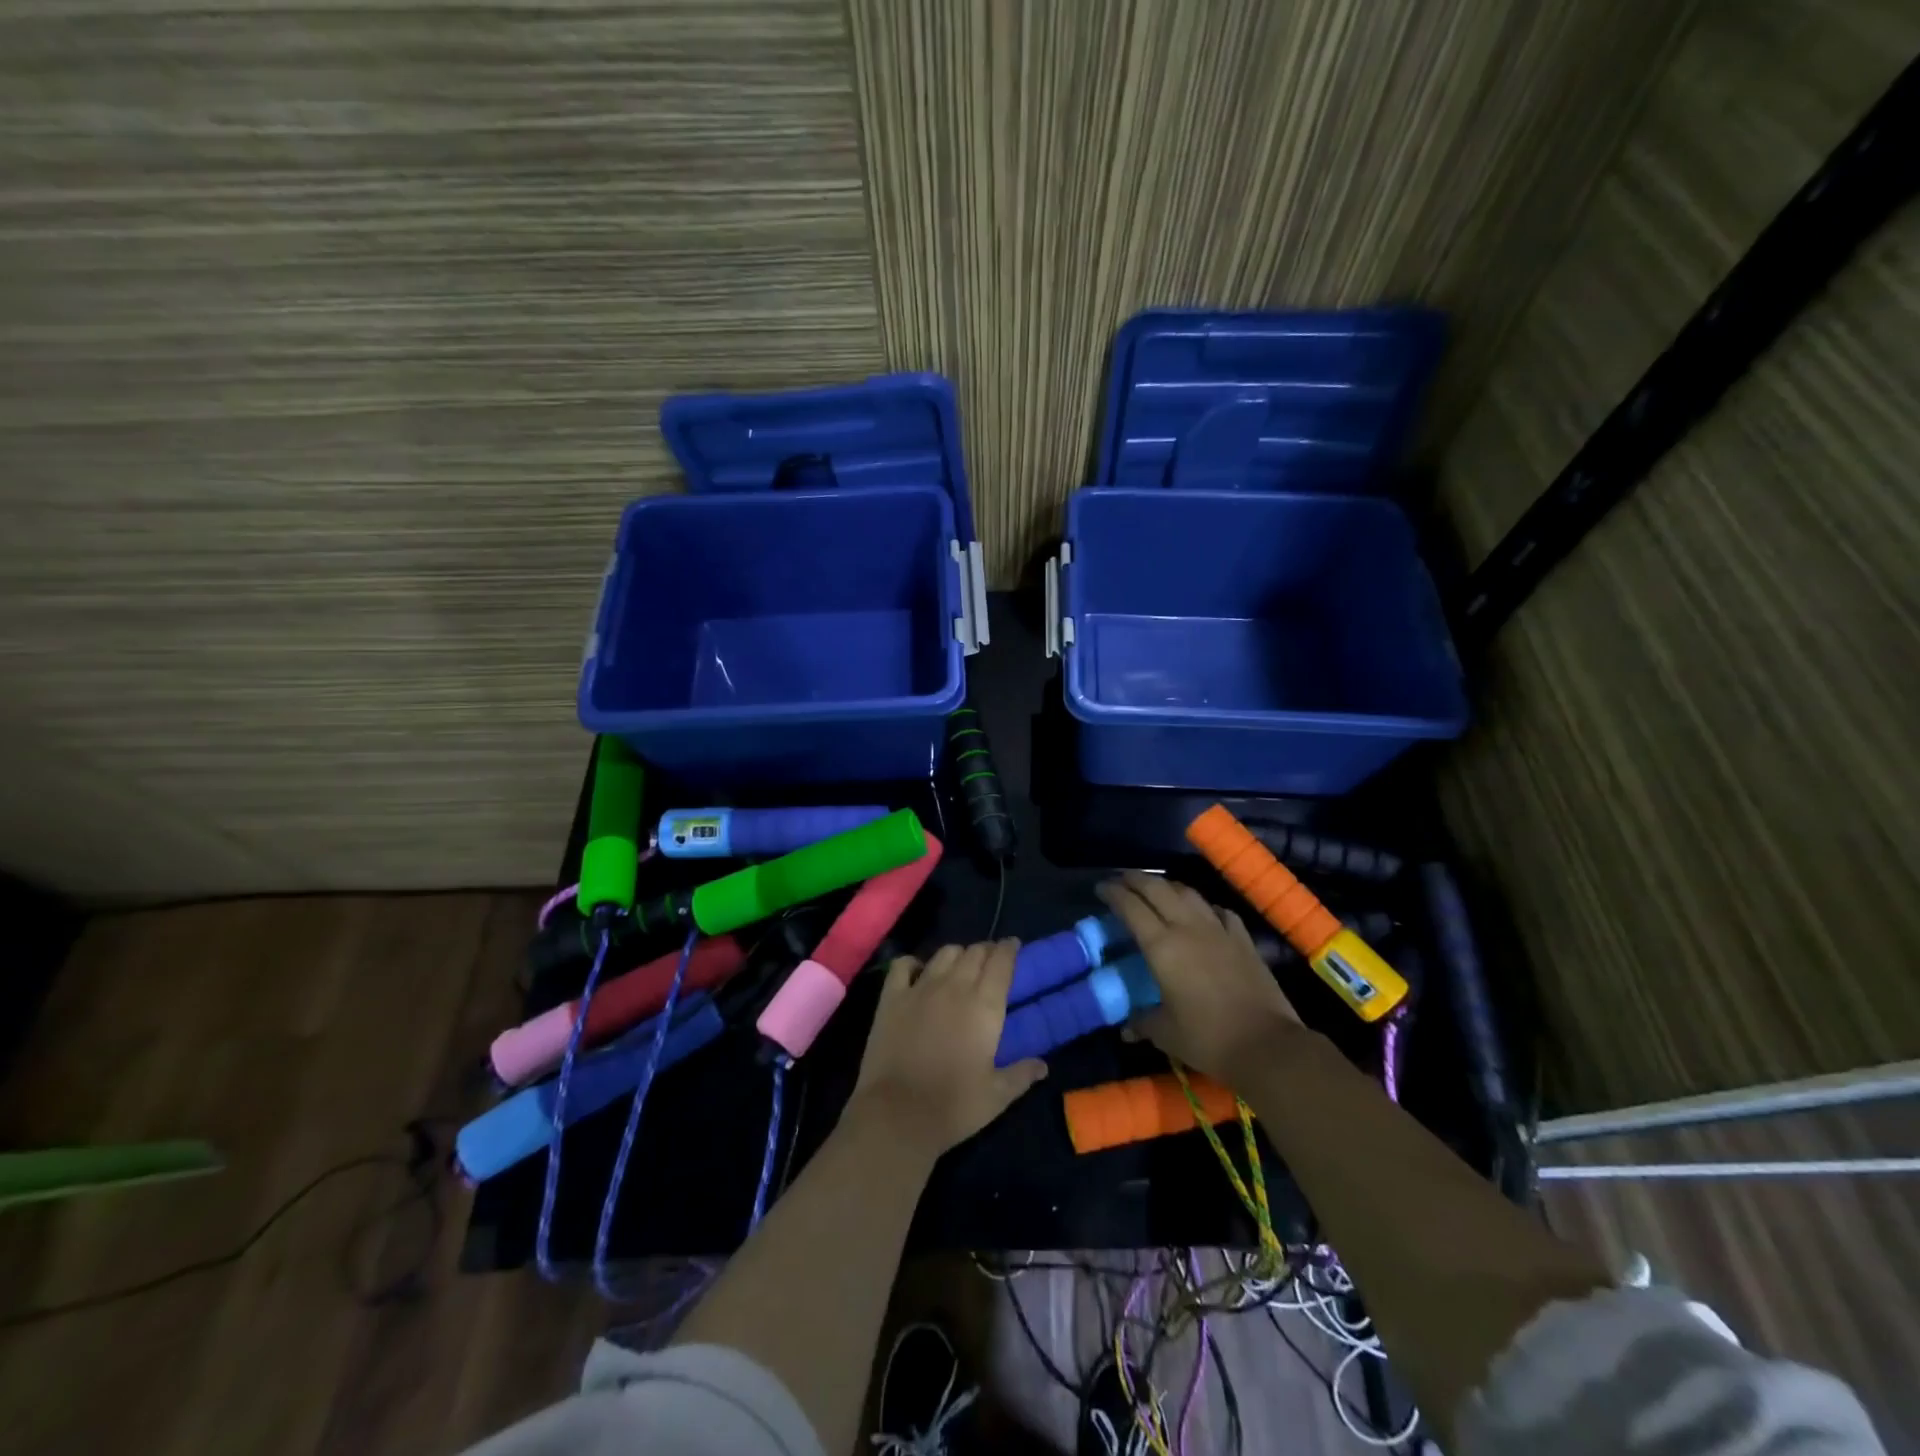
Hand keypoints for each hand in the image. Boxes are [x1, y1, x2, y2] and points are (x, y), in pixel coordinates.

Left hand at [850, 939, 1047, 1155]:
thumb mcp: (997, 1096)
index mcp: (984, 1005)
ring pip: (944, 953)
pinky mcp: (891, 997)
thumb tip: (1043, 1065)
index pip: (1001, 962)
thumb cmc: (954, 1106)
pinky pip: (903, 965)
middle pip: (974, 952)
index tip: (1014, 946)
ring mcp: (920, 988)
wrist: (897, 1114)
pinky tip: (918, 972)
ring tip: (960, 966)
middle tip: (990, 961)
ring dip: (957, 955)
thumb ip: (1022, 1074)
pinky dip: (913, 963)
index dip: (1009, 949)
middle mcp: (954, 986)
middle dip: (986, 951)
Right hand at [1097, 870, 1303, 1082]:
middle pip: (1157, 889)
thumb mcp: (1166, 1034)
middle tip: (1121, 880)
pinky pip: (1218, 911)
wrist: (1268, 1045)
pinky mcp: (1243, 939)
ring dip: (1167, 886)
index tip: (1100, 888)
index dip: (1113, 893)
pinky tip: (1202, 913)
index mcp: (1162, 946)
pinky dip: (1203, 906)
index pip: (1131, 907)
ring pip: (1188, 893)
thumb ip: (1142, 1023)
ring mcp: (1219, 930)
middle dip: (1135, 879)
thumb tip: (1127, 1028)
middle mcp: (1188, 928)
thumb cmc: (1208, 1038)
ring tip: (1156, 890)